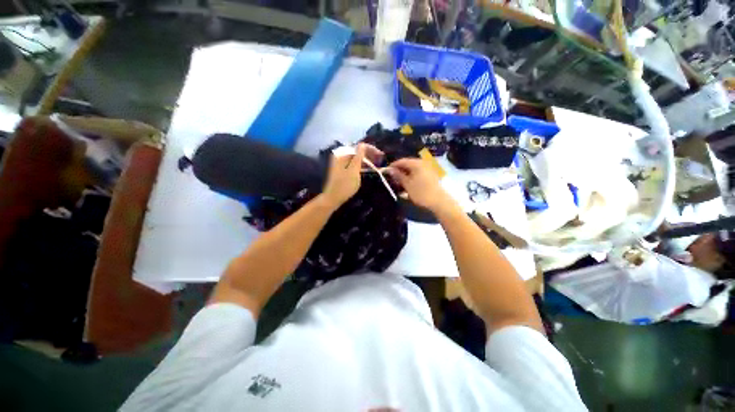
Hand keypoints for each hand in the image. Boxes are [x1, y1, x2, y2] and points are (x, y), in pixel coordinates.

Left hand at [321, 144, 383, 208]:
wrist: (333, 198)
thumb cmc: (344, 185)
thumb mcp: (354, 170)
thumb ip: (358, 157)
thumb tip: (362, 144)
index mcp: (343, 154)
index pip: (359, 147)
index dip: (371, 149)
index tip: (381, 155)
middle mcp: (341, 156)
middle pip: (358, 151)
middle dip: (369, 154)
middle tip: (381, 160)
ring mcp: (341, 163)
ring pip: (356, 158)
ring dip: (367, 160)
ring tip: (377, 164)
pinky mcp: (343, 170)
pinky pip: (354, 164)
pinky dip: (361, 165)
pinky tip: (368, 168)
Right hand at [388, 158, 455, 212]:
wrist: (439, 201)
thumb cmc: (421, 192)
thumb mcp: (407, 184)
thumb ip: (398, 176)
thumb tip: (390, 170)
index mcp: (416, 163)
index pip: (401, 161)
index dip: (393, 166)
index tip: (386, 172)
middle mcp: (422, 163)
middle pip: (407, 164)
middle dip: (399, 170)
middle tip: (391, 178)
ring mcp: (427, 169)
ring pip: (413, 169)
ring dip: (405, 174)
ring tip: (398, 182)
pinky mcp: (430, 175)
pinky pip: (418, 173)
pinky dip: (411, 177)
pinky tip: (408, 184)